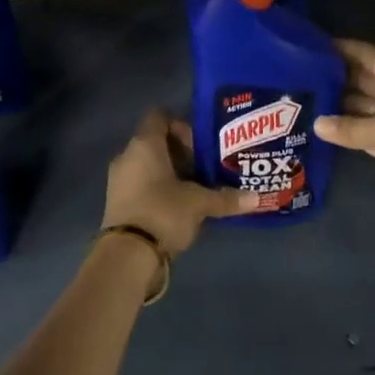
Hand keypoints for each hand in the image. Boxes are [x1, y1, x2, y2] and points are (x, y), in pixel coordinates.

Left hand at [104, 108, 260, 254]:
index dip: (182, 125)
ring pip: (150, 165)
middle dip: (182, 152)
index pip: (160, 117)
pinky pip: (142, 184)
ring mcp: (119, 180)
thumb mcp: (199, 204)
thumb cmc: (163, 212)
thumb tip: (256, 198)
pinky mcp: (119, 203)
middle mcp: (128, 156)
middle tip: (207, 166)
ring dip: (172, 173)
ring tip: (198, 187)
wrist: (126, 257)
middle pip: (156, 142)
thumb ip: (225, 198)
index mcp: (144, 144)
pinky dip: (160, 189)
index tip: (201, 143)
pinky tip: (181, 204)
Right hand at [314, 39, 374, 236]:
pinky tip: (317, 127)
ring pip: (358, 104)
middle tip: (293, 75)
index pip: (364, 54)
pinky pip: (361, 129)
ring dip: (333, 104)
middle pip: (359, 77)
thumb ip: (350, 127)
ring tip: (297, 99)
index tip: (306, 45)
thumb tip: (317, 123)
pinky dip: (343, 128)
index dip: (338, 48)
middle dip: (331, 76)